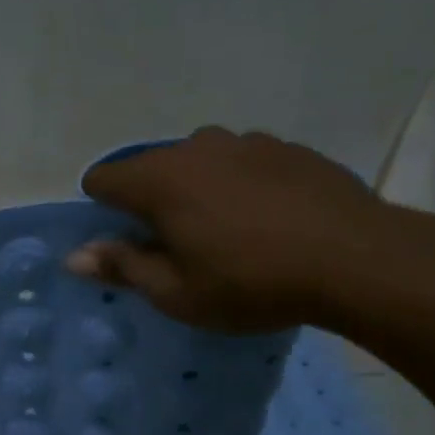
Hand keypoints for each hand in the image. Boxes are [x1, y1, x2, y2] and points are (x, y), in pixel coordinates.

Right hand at [66, 127, 396, 332]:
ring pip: (199, 162)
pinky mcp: (290, 149)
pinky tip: (266, 220)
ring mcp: (248, 142)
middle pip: (151, 167)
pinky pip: (243, 163)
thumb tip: (74, 256)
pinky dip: (239, 185)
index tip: (124, 243)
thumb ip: (121, 266)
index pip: (103, 178)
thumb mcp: (174, 291)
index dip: (101, 209)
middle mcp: (197, 147)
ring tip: (224, 232)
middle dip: (150, 201)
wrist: (360, 260)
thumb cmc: (251, 283)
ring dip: (196, 190)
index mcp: (160, 179)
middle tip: (174, 246)